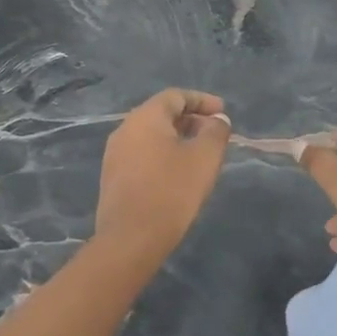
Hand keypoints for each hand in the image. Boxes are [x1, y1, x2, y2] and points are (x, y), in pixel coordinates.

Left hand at [93, 89, 232, 256]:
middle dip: (191, 120)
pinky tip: (178, 173)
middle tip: (215, 134)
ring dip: (178, 138)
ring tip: (200, 154)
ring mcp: (115, 154)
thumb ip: (215, 132)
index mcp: (145, 117)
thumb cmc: (171, 191)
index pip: (175, 96)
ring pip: (151, 135)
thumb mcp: (204, 158)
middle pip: (162, 114)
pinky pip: (142, 154)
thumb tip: (218, 120)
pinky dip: (163, 154)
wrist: (130, 239)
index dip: (202, 101)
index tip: (223, 113)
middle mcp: (125, 129)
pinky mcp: (113, 177)